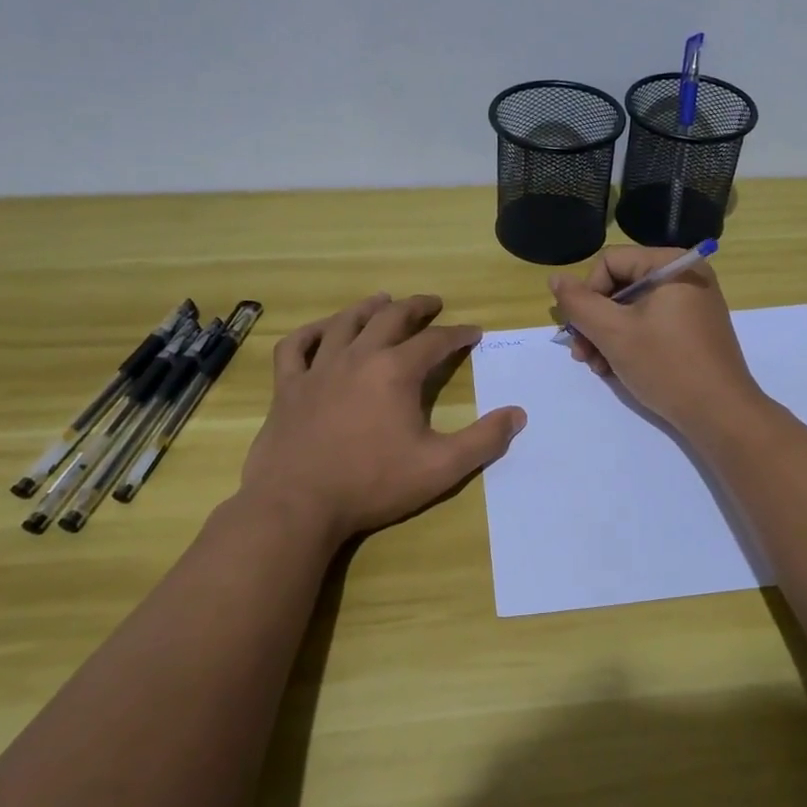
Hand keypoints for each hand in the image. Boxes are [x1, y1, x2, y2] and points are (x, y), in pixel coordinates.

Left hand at [238, 294, 525, 549]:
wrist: (297, 506)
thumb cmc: (372, 485)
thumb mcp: (440, 468)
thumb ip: (483, 440)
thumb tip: (518, 414)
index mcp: (396, 372)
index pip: (435, 341)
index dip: (458, 334)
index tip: (474, 333)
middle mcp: (358, 357)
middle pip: (391, 318)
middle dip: (417, 308)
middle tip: (432, 303)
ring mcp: (318, 369)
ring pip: (345, 323)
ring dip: (368, 307)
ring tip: (383, 300)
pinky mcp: (288, 387)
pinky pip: (296, 346)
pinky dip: (311, 332)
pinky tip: (322, 331)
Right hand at [549, 248, 764, 437]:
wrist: (720, 414)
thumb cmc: (666, 365)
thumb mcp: (613, 332)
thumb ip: (579, 303)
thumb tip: (555, 279)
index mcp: (671, 264)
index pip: (610, 262)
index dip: (588, 294)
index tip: (580, 330)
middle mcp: (685, 276)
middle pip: (620, 285)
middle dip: (594, 320)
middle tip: (581, 354)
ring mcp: (692, 304)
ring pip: (632, 309)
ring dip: (606, 335)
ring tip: (596, 366)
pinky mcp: (694, 330)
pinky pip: (651, 324)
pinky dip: (629, 342)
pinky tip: (614, 369)